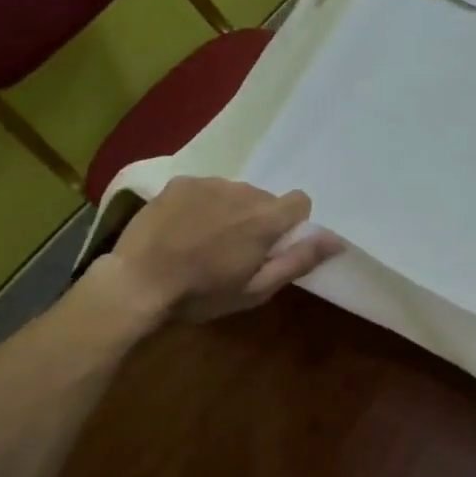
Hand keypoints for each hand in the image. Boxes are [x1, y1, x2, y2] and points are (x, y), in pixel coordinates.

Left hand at [97, 177, 344, 322]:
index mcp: (265, 218)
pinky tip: (183, 228)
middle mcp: (242, 191)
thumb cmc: (202, 294)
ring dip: (230, 210)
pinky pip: (205, 188)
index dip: (292, 224)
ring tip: (205, 239)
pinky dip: (203, 204)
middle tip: (234, 250)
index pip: (300, 201)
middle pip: (265, 198)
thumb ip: (299, 260)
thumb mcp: (257, 289)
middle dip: (258, 219)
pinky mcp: (180, 183)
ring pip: (235, 192)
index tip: (273, 246)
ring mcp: (208, 183)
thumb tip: (337, 240)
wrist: (138, 283)